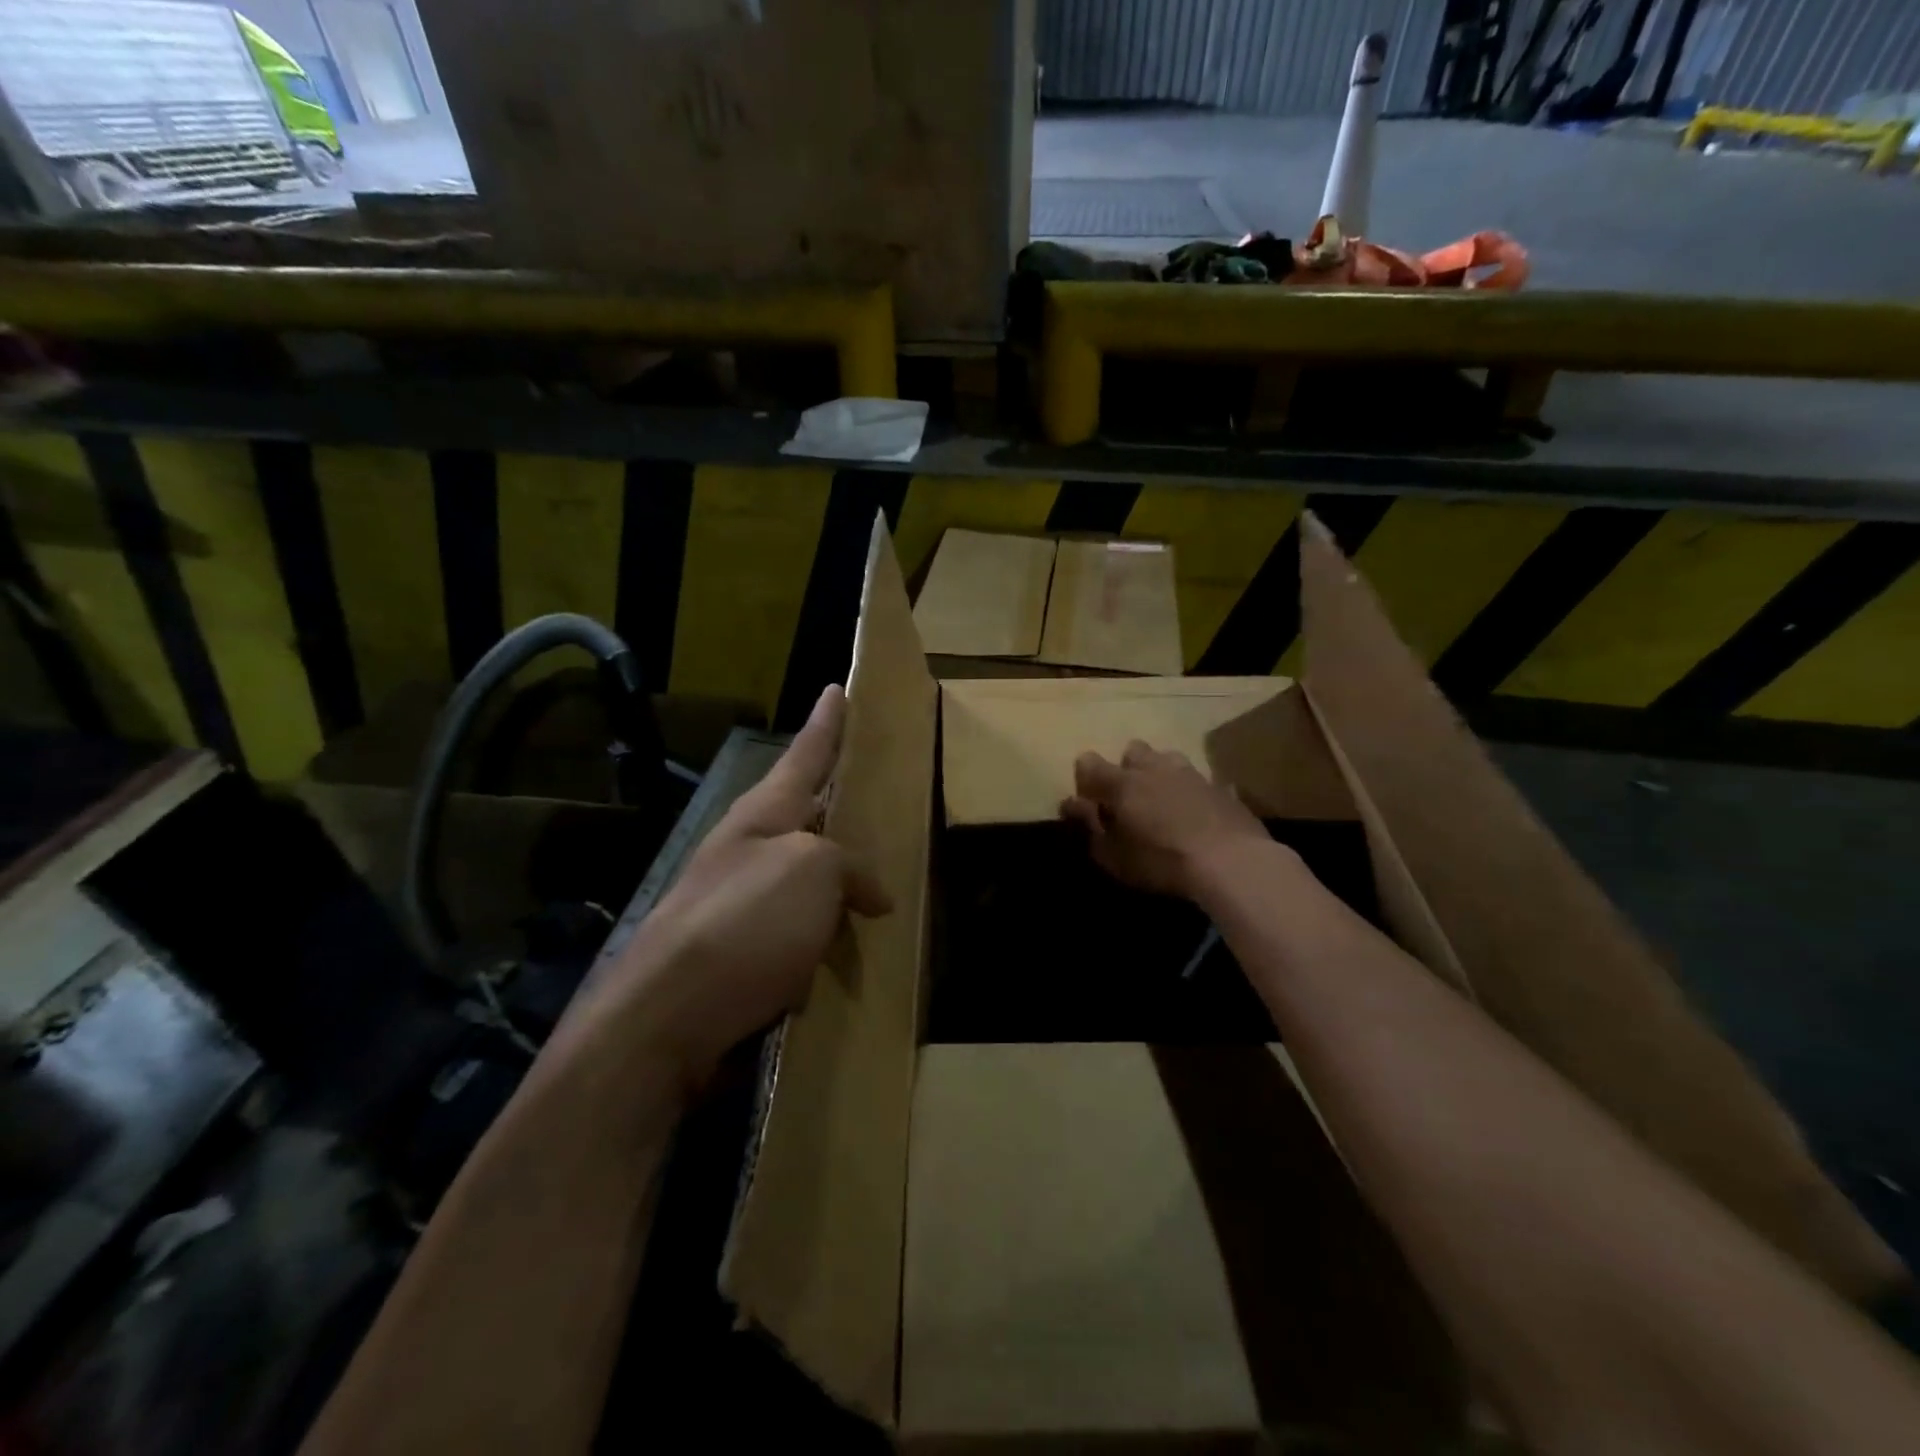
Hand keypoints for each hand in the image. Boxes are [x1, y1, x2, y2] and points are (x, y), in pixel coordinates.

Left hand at [609, 685, 889, 1085]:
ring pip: (804, 881)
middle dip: (835, 806)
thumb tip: (870, 895)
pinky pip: (798, 935)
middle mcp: (748, 851)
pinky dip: (824, 941)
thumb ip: (849, 867)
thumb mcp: (812, 871)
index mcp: (763, 816)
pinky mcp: (740, 956)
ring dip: (836, 885)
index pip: (805, 754)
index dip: (827, 723)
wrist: (667, 1021)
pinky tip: (845, 956)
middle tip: (874, 795)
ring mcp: (739, 904)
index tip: (837, 687)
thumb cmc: (745, 923)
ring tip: (878, 888)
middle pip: (803, 816)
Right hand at [1061, 740, 1268, 899]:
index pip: (1089, 763)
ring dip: (1160, 774)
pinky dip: (1192, 793)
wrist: (1231, 862)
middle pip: (1133, 751)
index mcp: (1122, 783)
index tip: (1087, 800)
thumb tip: (1072, 803)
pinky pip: (1200, 781)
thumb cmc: (1161, 861)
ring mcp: (1191, 774)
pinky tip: (1197, 814)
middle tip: (1129, 798)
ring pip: (1168, 759)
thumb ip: (1090, 826)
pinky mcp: (1221, 787)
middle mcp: (1154, 768)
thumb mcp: (1114, 855)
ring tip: (1164, 802)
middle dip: (1127, 768)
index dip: (1084, 778)